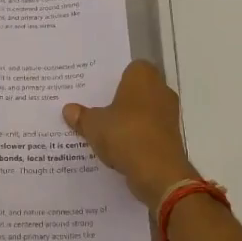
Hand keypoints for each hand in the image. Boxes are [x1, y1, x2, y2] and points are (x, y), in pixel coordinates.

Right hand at [63, 61, 200, 209]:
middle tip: (97, 109)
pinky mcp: (172, 138)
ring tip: (105, 131)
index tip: (98, 90)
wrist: (159, 172)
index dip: (114, 79)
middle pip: (137, 91)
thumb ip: (82, 116)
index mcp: (143, 76)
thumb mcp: (94, 125)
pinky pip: (149, 132)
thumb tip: (69, 110)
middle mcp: (161, 90)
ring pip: (144, 112)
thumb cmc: (125, 134)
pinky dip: (137, 138)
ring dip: (129, 121)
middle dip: (120, 100)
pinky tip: (119, 149)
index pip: (130, 68)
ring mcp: (169, 114)